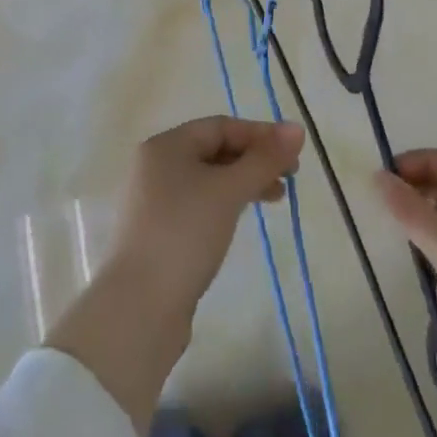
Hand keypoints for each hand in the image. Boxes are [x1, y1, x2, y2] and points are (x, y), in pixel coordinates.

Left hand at [110, 115, 305, 322]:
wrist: (138, 310)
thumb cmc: (184, 234)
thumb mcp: (229, 191)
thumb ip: (264, 159)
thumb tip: (297, 128)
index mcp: (165, 145)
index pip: (220, 126)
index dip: (260, 134)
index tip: (292, 153)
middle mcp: (156, 166)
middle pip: (214, 150)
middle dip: (254, 159)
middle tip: (289, 176)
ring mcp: (154, 201)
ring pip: (208, 179)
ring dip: (243, 182)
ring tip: (275, 198)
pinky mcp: (158, 233)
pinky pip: (199, 204)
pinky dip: (225, 204)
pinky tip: (241, 219)